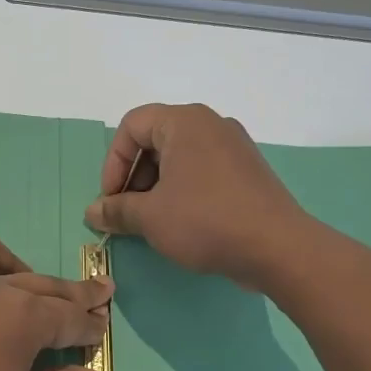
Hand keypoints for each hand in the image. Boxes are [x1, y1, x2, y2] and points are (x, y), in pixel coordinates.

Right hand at [85, 103, 308, 288]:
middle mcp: (211, 124)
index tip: (111, 199)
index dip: (113, 162)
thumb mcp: (151, 217)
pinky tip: (182, 223)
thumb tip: (92, 211)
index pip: (132, 126)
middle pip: (155, 140)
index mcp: (184, 122)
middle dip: (134, 177)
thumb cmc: (206, 221)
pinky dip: (183, 190)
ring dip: (156, 187)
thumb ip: (116, 210)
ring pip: (179, 158)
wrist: (278, 248)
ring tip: (152, 222)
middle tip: (128, 213)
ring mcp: (234, 147)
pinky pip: (203, 171)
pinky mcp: (248, 171)